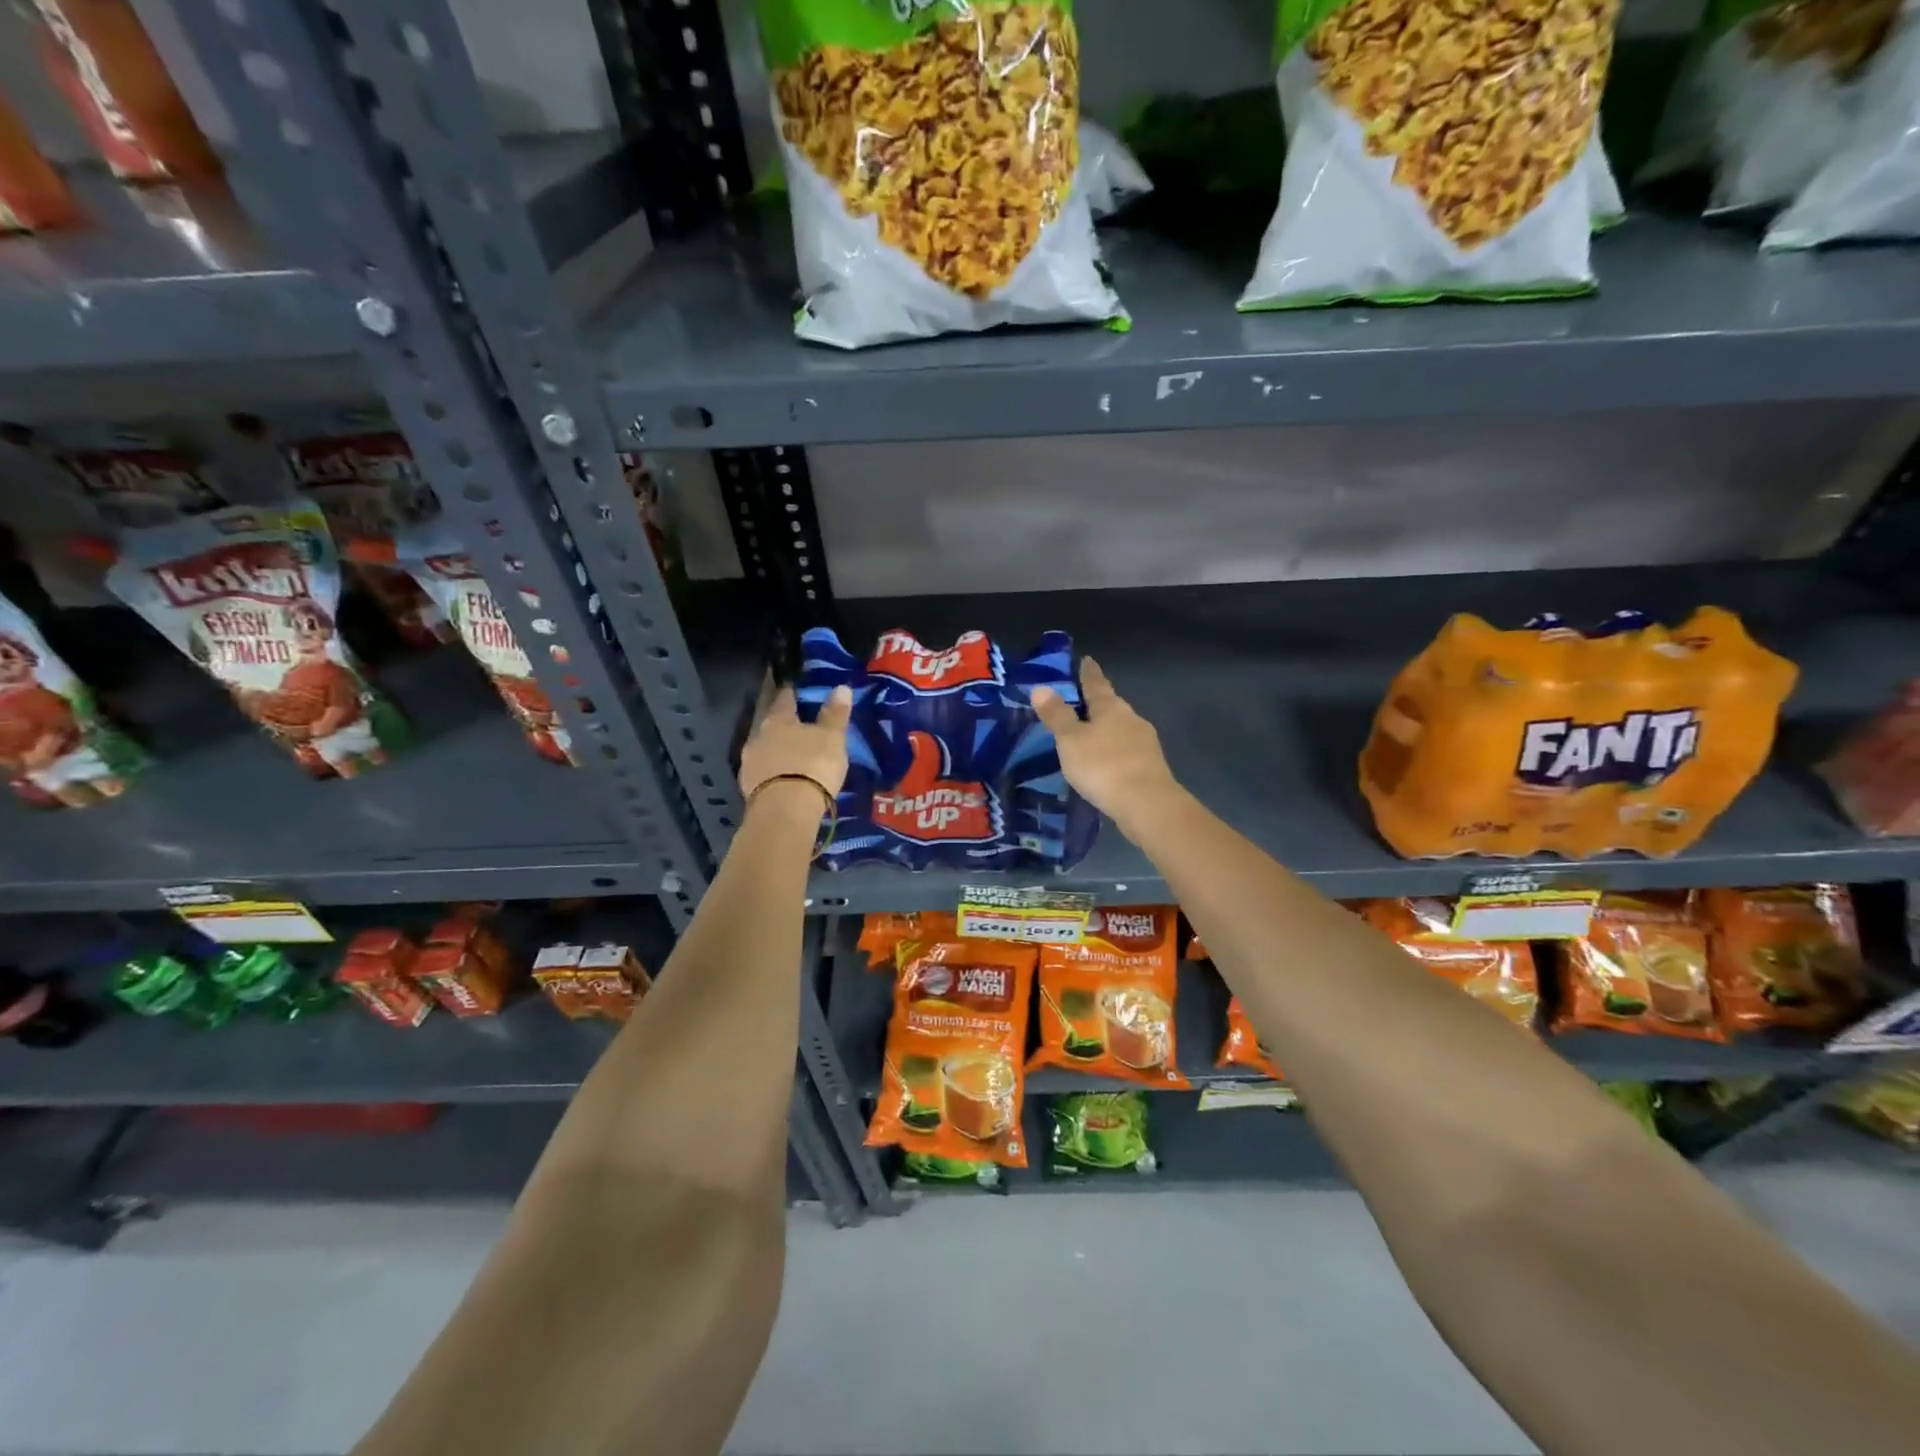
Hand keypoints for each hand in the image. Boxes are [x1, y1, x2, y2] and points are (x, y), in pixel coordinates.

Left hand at [739, 683, 852, 803]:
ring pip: (765, 749)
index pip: (784, 699)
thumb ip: (835, 714)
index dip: (791, 693)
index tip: (796, 689)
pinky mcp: (748, 788)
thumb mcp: (832, 738)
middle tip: (797, 725)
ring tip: (792, 754)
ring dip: (777, 749)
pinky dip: (773, 771)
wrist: (785, 811)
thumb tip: (841, 687)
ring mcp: (749, 763)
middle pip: (771, 724)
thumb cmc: (812, 766)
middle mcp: (757, 736)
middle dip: (783, 724)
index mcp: (777, 719)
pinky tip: (783, 776)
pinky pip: (763, 772)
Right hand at [1030, 656, 1181, 831]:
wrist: (1147, 804)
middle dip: (1097, 703)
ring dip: (1106, 729)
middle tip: (1080, 702)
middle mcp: (1131, 718)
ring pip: (1121, 728)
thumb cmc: (1103, 766)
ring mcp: (1145, 742)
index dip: (1088, 672)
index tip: (1086, 659)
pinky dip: (1113, 751)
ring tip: (1088, 735)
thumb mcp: (1071, 740)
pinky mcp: (1150, 766)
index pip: (1096, 683)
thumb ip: (1057, 715)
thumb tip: (1041, 688)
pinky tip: (1105, 762)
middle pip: (1111, 705)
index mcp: (1110, 707)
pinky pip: (1126, 751)